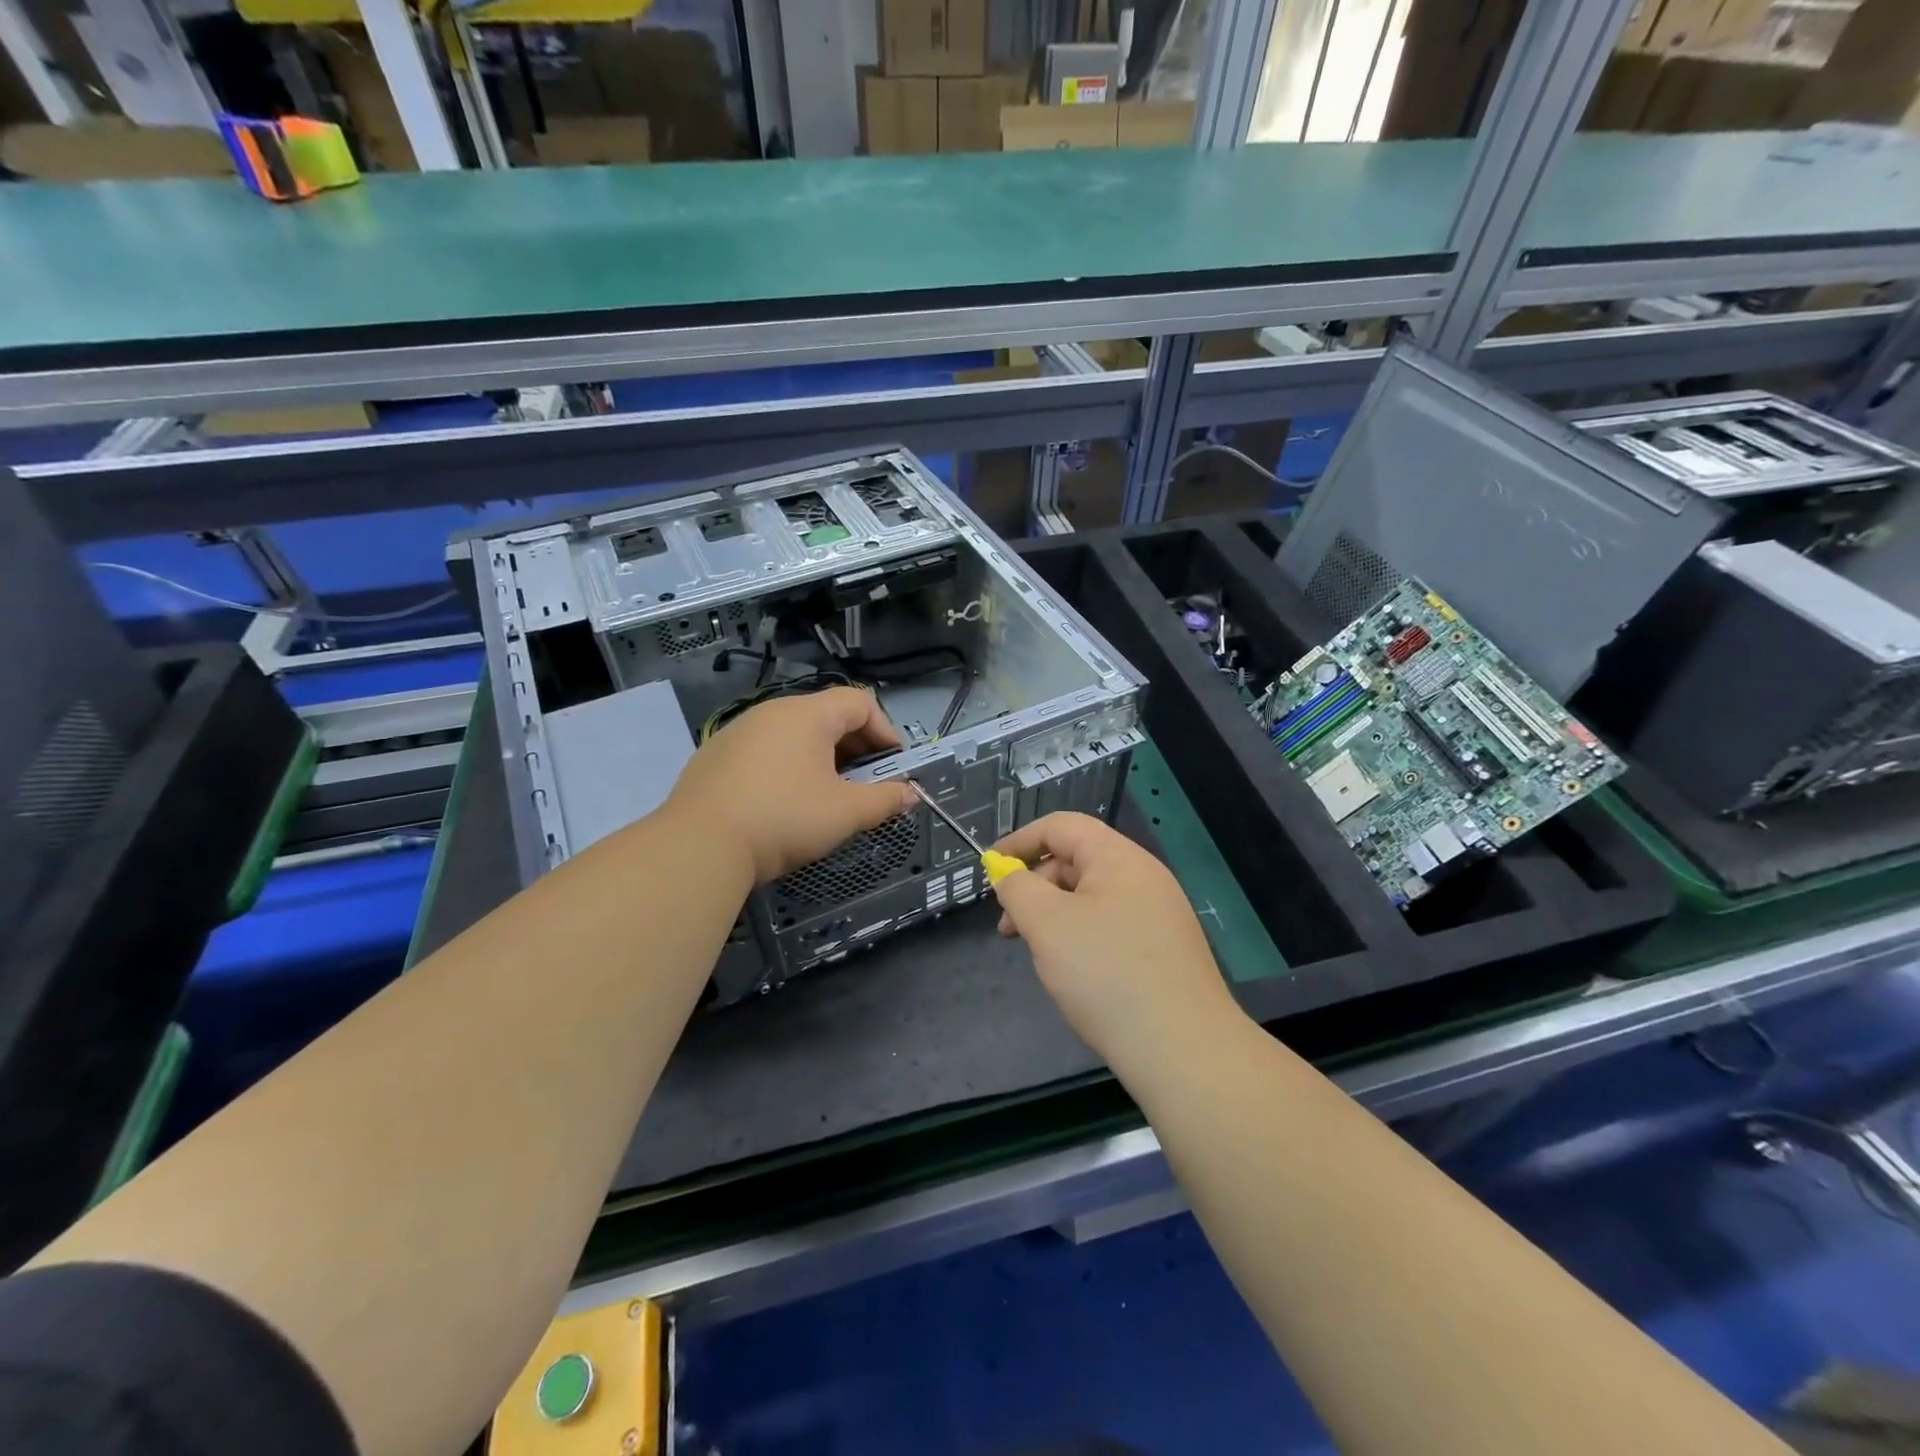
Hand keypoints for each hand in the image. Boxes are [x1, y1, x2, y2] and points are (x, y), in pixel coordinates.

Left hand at [664, 686, 918, 885]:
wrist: (699, 845)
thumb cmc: (784, 819)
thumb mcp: (846, 813)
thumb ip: (885, 800)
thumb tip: (911, 793)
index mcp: (807, 714)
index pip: (860, 702)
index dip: (886, 731)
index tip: (895, 766)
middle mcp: (772, 711)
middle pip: (827, 715)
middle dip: (856, 746)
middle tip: (867, 782)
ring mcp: (738, 731)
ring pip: (794, 733)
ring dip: (822, 757)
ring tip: (828, 793)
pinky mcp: (715, 755)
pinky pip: (765, 750)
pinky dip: (787, 765)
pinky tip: (784, 801)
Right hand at [991, 812, 1239, 1063]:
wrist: (1183, 1049)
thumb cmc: (1106, 973)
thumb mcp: (1047, 924)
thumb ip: (1018, 889)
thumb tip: (1009, 875)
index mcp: (1118, 857)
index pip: (1061, 826)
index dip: (1019, 841)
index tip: (989, 869)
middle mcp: (1144, 877)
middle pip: (1076, 861)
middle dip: (1034, 886)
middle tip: (1008, 927)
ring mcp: (1159, 914)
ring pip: (1092, 898)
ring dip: (1055, 915)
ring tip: (1038, 953)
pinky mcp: (1165, 950)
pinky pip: (1112, 926)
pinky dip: (1081, 937)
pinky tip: (1073, 972)